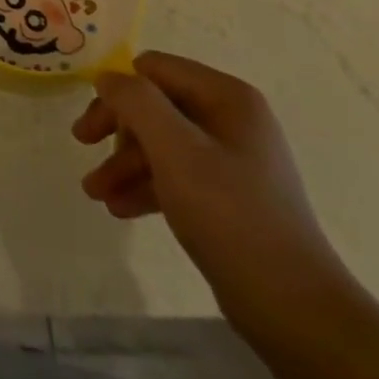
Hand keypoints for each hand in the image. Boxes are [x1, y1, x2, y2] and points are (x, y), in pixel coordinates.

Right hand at [73, 52, 349, 324]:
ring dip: (125, 162)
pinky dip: (147, 186)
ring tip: (95, 193)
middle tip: (82, 145)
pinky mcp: (230, 197)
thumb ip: (136, 101)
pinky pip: (177, 175)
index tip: (93, 121)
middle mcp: (231, 119)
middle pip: (155, 105)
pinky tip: (120, 208)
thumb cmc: (230, 215)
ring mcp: (233, 159)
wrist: (295, 310)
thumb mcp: (174, 149)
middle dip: (117, 128)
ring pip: (162, 143)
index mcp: (227, 97)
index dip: (119, 90)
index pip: (154, 69)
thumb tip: (107, 76)